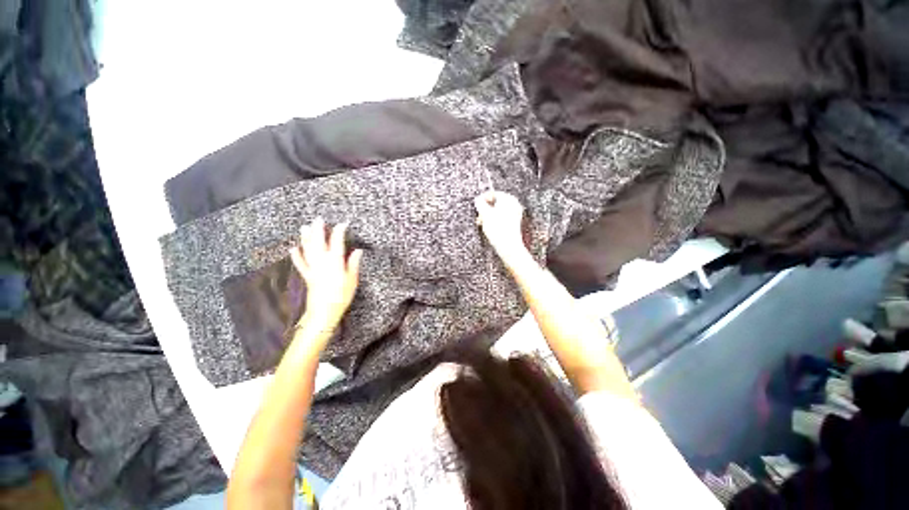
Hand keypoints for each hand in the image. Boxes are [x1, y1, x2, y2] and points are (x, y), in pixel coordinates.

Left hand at [290, 218, 363, 329]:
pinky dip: (296, 256)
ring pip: (308, 250)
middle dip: (319, 230)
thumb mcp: (353, 280)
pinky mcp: (307, 276)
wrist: (324, 312)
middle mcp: (322, 263)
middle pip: (319, 243)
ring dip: (306, 238)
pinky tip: (293, 248)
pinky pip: (300, 264)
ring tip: (304, 228)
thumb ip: (353, 264)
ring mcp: (313, 269)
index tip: (343, 224)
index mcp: (335, 263)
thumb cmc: (342, 296)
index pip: (337, 243)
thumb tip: (358, 251)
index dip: (339, 232)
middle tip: (318, 219)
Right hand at [474, 191, 528, 264]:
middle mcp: (514, 204)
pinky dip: (494, 220)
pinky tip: (489, 228)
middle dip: (485, 209)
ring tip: (482, 223)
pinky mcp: (514, 223)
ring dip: (489, 215)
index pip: (493, 193)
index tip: (476, 204)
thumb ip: (480, 204)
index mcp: (508, 199)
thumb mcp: (485, 214)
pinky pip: (502, 218)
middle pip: (496, 202)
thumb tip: (478, 200)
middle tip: (479, 215)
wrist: (508, 246)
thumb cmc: (498, 230)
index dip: (483, 199)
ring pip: (498, 211)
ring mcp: (515, 214)